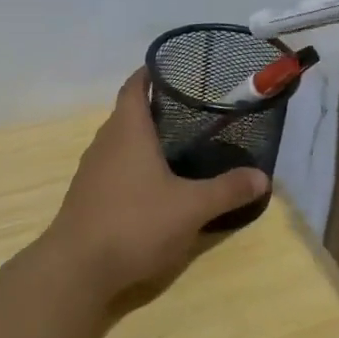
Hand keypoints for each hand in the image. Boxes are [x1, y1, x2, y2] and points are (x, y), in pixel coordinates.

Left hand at [42, 70, 267, 303]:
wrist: (77, 268)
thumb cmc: (134, 223)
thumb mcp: (190, 208)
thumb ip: (227, 190)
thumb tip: (261, 177)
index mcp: (127, 130)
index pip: (135, 85)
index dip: (152, 72)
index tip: (177, 69)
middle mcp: (105, 142)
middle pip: (129, 113)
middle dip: (157, 109)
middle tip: (193, 112)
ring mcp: (91, 170)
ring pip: (121, 142)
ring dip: (145, 140)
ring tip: (179, 146)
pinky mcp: (87, 195)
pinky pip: (114, 168)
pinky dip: (134, 166)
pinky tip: (155, 185)